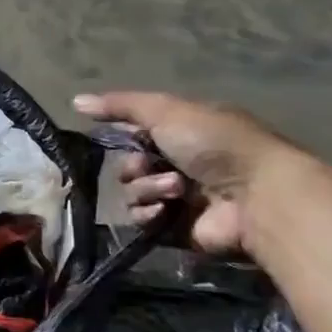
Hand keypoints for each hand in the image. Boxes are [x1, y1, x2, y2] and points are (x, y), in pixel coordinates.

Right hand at [73, 90, 293, 255]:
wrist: (256, 195)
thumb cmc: (215, 144)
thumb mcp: (166, 111)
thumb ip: (120, 105)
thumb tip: (75, 101)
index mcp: (183, 132)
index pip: (136, 132)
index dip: (123, 135)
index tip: (119, 136)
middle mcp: (181, 164)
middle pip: (129, 165)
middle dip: (134, 166)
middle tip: (148, 165)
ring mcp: (180, 199)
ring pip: (133, 193)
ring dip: (147, 188)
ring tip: (175, 189)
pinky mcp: (176, 230)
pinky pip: (141, 221)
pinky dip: (148, 214)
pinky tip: (164, 211)